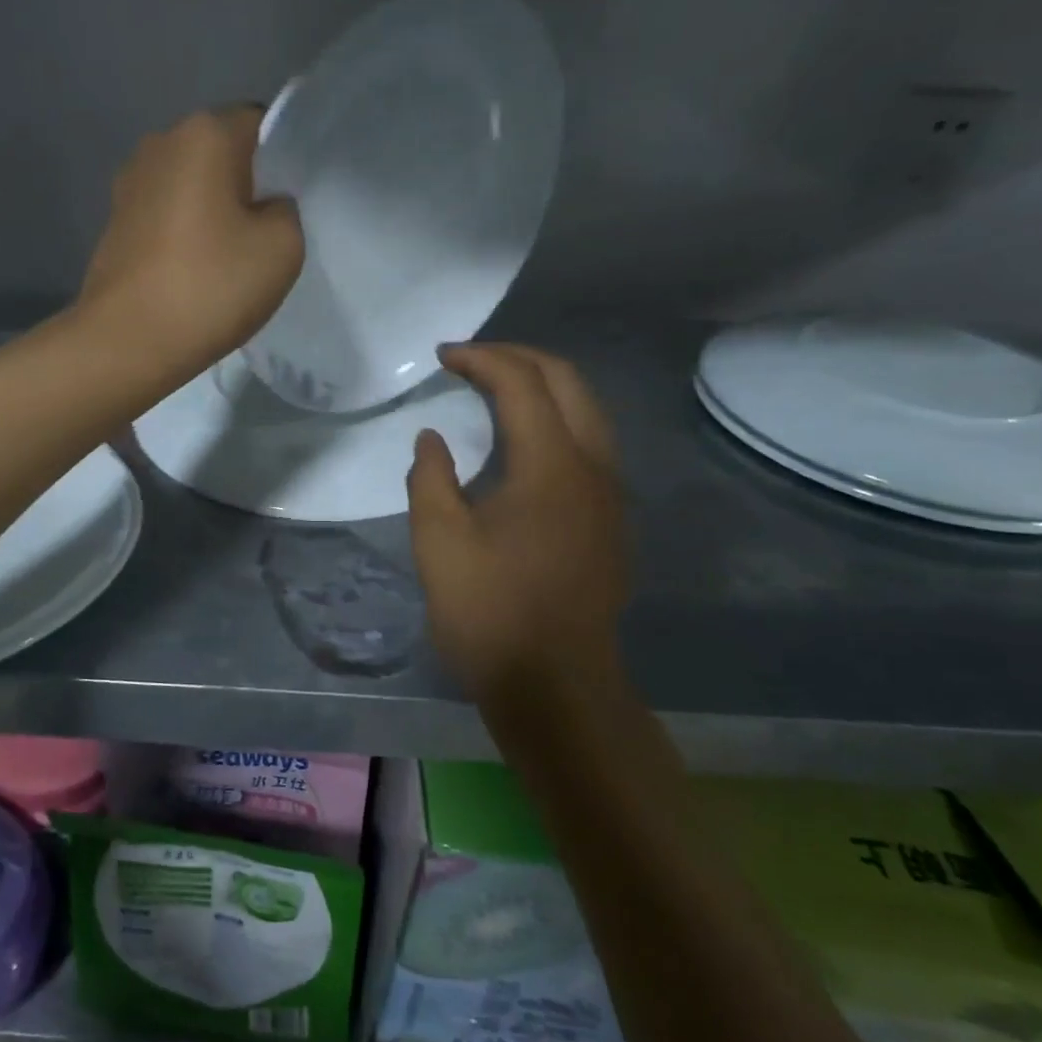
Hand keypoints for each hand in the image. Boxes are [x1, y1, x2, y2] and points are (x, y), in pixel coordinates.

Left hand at [79, 108, 303, 383]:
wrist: (127, 341)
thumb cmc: (210, 287)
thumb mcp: (283, 248)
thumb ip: (287, 210)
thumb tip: (266, 206)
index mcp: (204, 133)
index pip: (262, 124)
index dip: (284, 162)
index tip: (291, 205)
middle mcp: (161, 142)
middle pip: (223, 152)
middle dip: (247, 185)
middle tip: (265, 236)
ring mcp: (130, 181)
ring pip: (192, 184)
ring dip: (213, 211)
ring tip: (227, 259)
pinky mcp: (114, 219)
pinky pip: (166, 212)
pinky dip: (184, 232)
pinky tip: (194, 271)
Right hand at [407, 343, 628, 702]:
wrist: (556, 685)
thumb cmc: (490, 611)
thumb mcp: (438, 541)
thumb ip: (430, 477)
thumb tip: (433, 438)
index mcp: (551, 465)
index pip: (521, 383)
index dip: (481, 359)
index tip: (443, 356)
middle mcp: (593, 466)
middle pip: (568, 381)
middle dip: (519, 358)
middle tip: (472, 359)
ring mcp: (609, 494)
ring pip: (588, 411)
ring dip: (544, 386)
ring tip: (497, 388)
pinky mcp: (610, 520)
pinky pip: (590, 444)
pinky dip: (558, 419)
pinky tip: (524, 441)